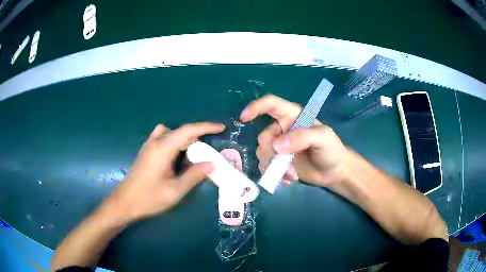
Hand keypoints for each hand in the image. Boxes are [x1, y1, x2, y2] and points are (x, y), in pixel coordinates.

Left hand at [101, 122, 224, 223]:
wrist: (124, 202)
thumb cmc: (149, 198)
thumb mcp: (175, 191)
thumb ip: (193, 175)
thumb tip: (211, 164)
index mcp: (163, 149)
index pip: (188, 131)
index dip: (206, 127)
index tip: (221, 127)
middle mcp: (155, 143)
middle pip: (179, 130)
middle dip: (196, 136)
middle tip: (207, 151)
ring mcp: (148, 146)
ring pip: (170, 133)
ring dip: (183, 139)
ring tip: (191, 155)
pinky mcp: (145, 152)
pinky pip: (163, 139)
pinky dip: (174, 143)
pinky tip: (176, 159)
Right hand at [240, 95, 348, 186]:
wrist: (334, 172)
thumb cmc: (332, 150)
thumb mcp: (323, 138)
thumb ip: (303, 136)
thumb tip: (277, 146)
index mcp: (293, 117)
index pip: (271, 105)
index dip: (256, 107)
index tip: (244, 117)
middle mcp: (283, 130)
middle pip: (264, 136)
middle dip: (273, 153)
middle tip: (288, 164)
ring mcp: (280, 148)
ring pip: (263, 153)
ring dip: (274, 167)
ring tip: (292, 174)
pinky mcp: (279, 163)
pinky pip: (266, 167)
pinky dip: (273, 175)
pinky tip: (287, 180)